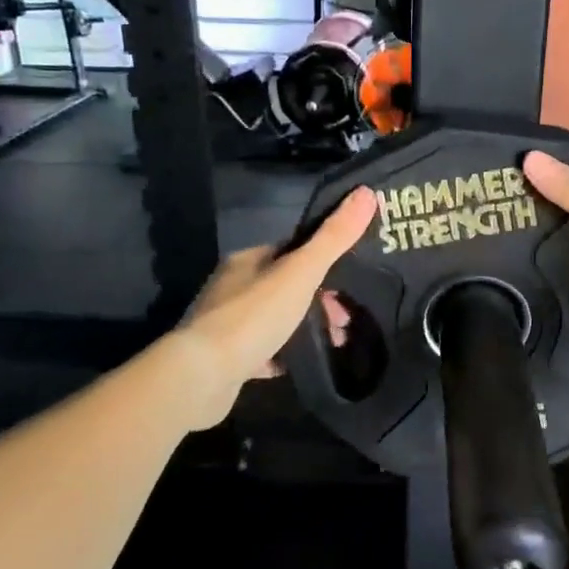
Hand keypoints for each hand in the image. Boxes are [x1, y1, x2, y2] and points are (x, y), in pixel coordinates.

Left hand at [175, 187, 376, 426]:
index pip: (291, 252)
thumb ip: (334, 237)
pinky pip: (261, 351)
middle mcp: (232, 287)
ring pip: (275, 320)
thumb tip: (366, 192)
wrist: (202, 375)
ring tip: (333, 344)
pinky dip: (282, 355)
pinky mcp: (224, 359)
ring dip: (305, 329)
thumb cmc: (254, 315)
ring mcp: (225, 324)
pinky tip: (297, 364)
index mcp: (248, 261)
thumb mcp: (301, 272)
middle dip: (319, 302)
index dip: (324, 265)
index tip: (350, 285)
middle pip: (286, 288)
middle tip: (345, 322)